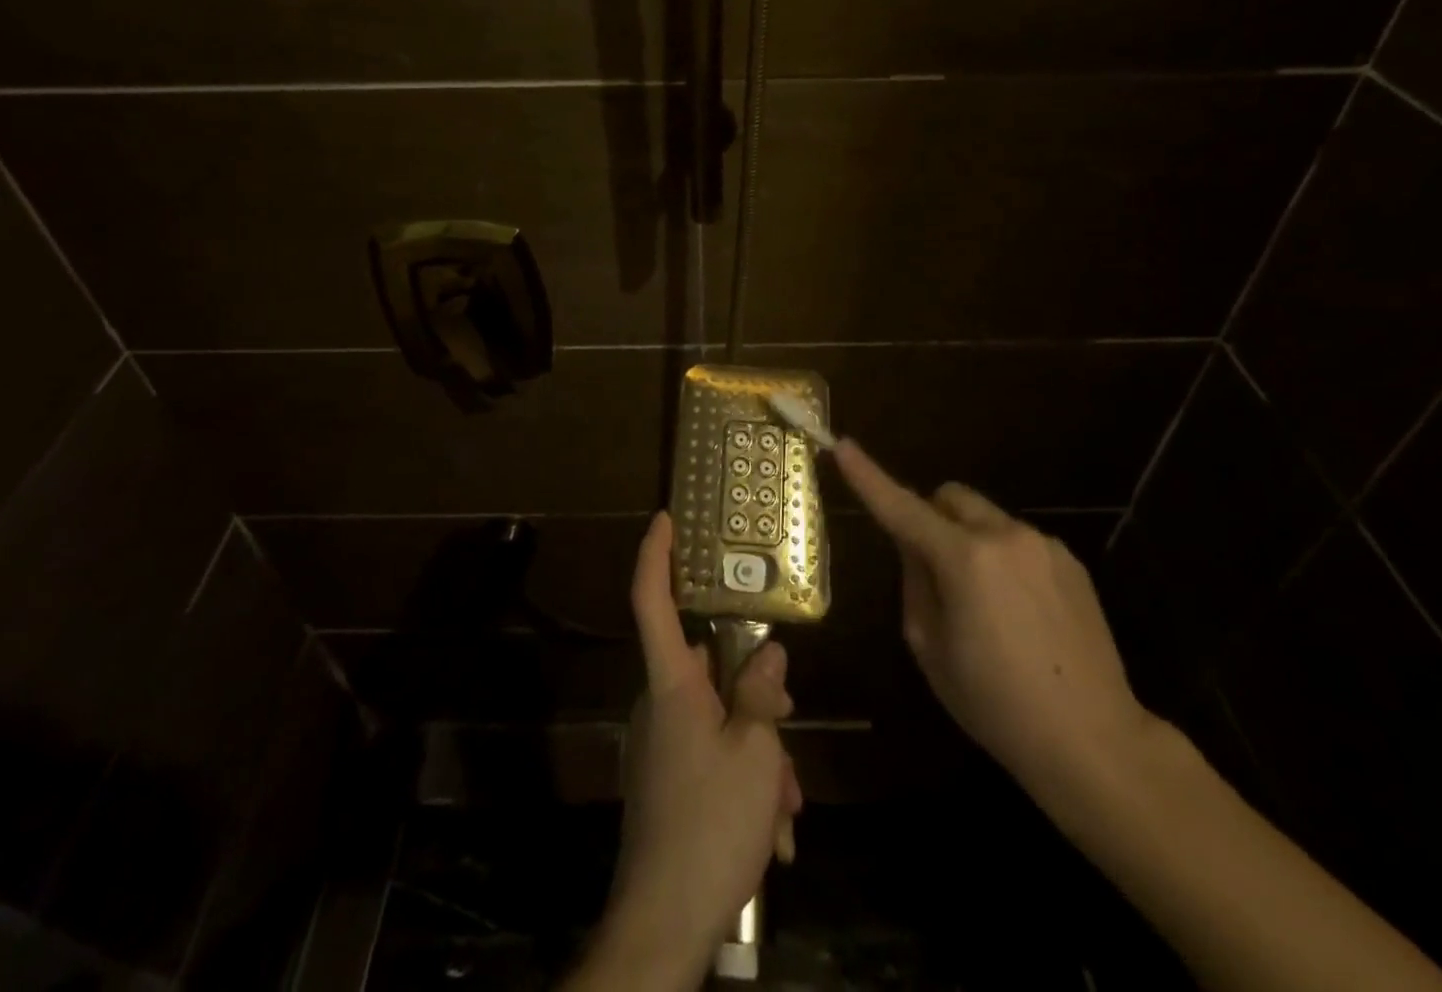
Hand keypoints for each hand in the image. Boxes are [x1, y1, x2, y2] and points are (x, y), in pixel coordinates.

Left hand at [572, 513, 802, 991]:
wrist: (664, 922)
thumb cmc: (710, 823)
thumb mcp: (756, 753)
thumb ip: (762, 695)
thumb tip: (767, 653)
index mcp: (672, 685)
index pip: (652, 602)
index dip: (655, 555)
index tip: (663, 518)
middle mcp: (661, 705)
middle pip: (709, 668)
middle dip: (755, 690)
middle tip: (789, 716)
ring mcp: (663, 745)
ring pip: (721, 719)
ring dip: (759, 751)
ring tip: (786, 804)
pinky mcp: (670, 781)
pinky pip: (713, 757)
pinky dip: (745, 780)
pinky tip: (772, 829)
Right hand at [831, 439, 1160, 813]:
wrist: (1095, 742)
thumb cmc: (996, 704)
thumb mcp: (930, 648)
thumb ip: (914, 582)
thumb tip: (914, 547)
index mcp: (964, 559)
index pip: (902, 506)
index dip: (868, 477)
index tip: (844, 446)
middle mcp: (1004, 535)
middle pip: (948, 497)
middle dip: (929, 517)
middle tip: (929, 567)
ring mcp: (1043, 545)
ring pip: (985, 518)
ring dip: (968, 540)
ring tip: (983, 604)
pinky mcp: (1071, 562)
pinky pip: (1018, 540)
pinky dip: (1002, 557)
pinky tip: (1019, 612)